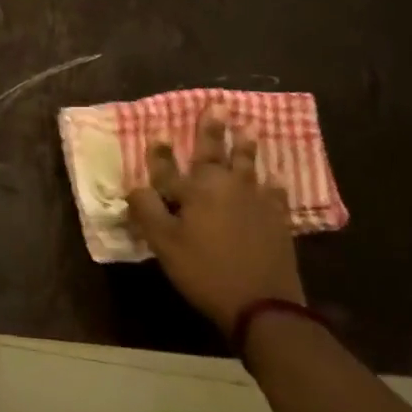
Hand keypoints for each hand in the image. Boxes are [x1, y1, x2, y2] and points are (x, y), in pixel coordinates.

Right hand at [127, 109, 303, 334]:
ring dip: (245, 146)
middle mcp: (225, 187)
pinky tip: (275, 178)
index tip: (156, 131)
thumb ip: (147, 211)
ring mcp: (254, 202)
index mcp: (195, 191)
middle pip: (215, 153)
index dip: (159, 151)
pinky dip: (273, 184)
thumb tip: (135, 186)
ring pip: (247, 166)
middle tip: (219, 106)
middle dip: (212, 130)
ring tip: (249, 128)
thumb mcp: (165, 244)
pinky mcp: (276, 220)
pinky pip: (274, 194)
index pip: (168, 167)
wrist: (263, 305)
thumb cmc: (205, 272)